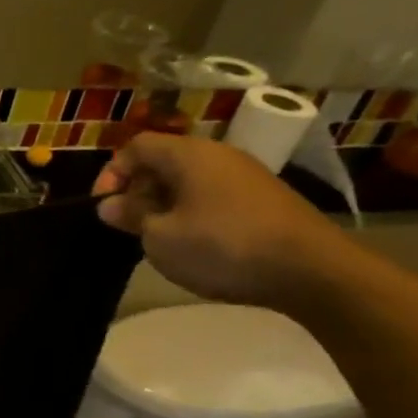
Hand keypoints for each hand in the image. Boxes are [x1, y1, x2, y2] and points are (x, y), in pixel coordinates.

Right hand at [92, 135, 355, 308]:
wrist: (312, 271)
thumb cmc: (223, 247)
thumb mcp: (161, 237)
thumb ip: (131, 216)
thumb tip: (111, 205)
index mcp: (188, 154)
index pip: (136, 146)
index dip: (112, 173)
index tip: (104, 207)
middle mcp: (218, 154)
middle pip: (163, 161)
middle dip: (138, 190)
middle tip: (128, 224)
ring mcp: (246, 175)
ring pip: (189, 180)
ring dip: (165, 203)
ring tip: (159, 237)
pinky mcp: (265, 199)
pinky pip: (213, 195)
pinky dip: (194, 212)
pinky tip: (196, 242)